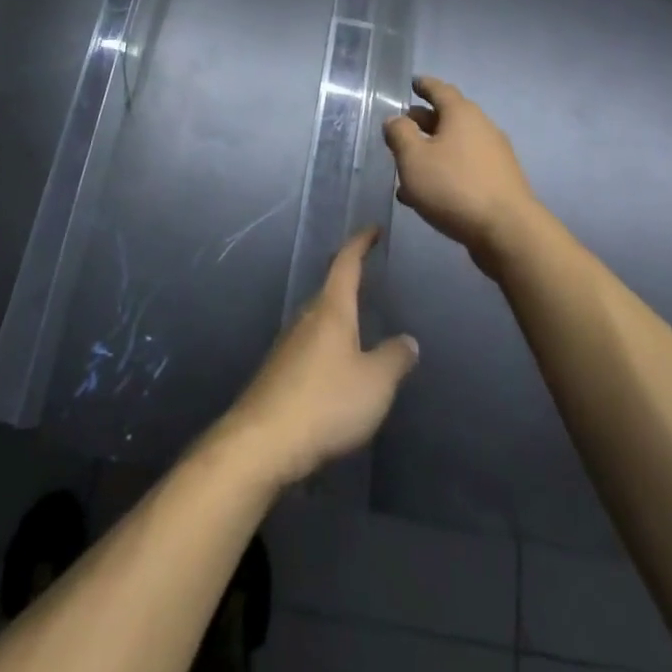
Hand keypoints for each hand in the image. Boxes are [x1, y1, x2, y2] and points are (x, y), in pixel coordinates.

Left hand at [219, 229, 417, 490]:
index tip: (373, 228)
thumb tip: (408, 339)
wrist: (263, 442)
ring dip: (339, 316)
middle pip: (329, 289)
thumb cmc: (326, 402)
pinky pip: (310, 347)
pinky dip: (328, 346)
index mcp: (331, 309)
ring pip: (319, 319)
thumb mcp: (375, 383)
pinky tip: (338, 368)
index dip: (360, 243)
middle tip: (371, 276)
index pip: (346, 263)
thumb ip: (395, 358)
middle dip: (349, 280)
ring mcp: (288, 344)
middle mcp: (307, 317)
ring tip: (360, 324)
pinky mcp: (279, 372)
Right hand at [383, 76, 540, 276]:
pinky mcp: (498, 182)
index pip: (440, 89)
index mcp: (462, 114)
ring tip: (406, 166)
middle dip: (424, 120)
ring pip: (455, 145)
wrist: (507, 231)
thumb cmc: (454, 186)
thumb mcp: (413, 159)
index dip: (424, 85)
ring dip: (431, 151)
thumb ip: (400, 134)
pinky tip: (424, 194)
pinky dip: (444, 171)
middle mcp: (481, 128)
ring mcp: (493, 156)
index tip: (413, 82)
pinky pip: (464, 168)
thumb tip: (395, 119)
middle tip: (402, 126)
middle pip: (449, 117)